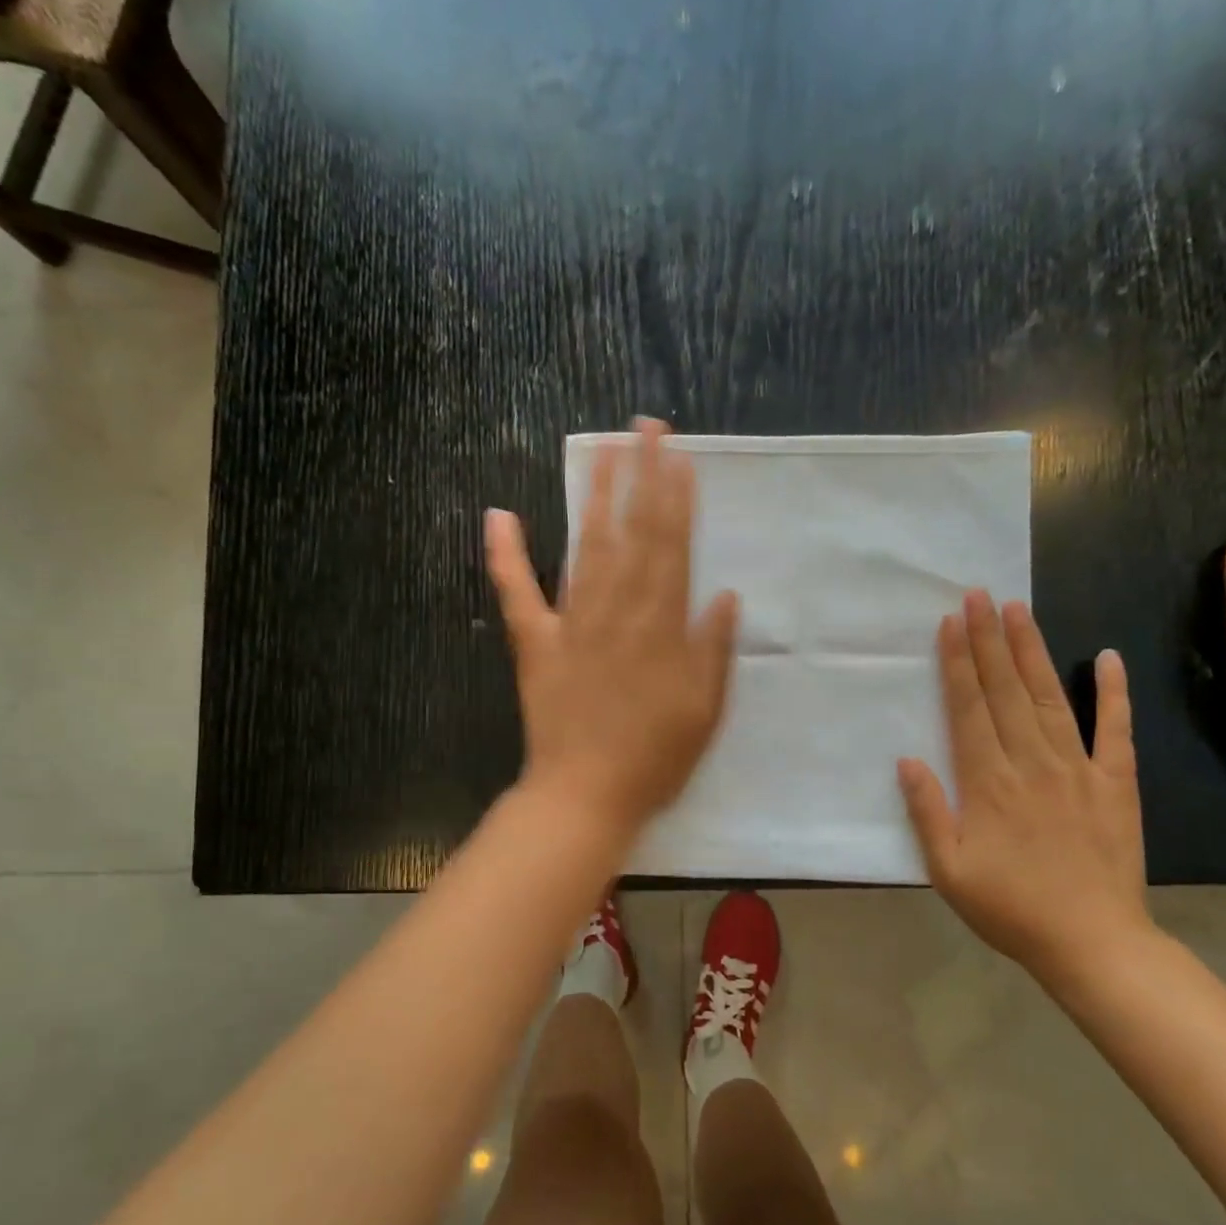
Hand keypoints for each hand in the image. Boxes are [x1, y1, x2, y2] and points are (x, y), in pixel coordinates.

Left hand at [487, 418, 738, 835]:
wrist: (586, 796)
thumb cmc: (655, 759)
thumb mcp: (705, 711)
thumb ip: (714, 650)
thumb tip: (726, 594)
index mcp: (662, 627)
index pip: (672, 547)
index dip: (676, 498)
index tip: (678, 455)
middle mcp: (618, 612)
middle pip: (632, 532)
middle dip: (640, 476)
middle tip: (644, 428)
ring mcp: (572, 624)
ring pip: (584, 546)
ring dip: (593, 496)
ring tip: (600, 452)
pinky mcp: (536, 643)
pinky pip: (518, 593)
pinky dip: (505, 554)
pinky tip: (499, 515)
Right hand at [897, 592, 1151, 981]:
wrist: (1093, 943)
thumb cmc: (1010, 908)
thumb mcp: (948, 870)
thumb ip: (927, 812)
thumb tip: (908, 760)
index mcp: (988, 783)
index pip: (969, 709)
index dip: (958, 663)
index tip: (951, 623)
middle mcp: (1032, 763)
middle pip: (1006, 692)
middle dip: (989, 641)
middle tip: (979, 596)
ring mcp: (1079, 769)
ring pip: (1051, 698)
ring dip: (1032, 652)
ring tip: (1018, 611)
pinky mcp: (1116, 783)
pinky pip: (1116, 730)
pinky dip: (1113, 693)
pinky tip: (1107, 658)